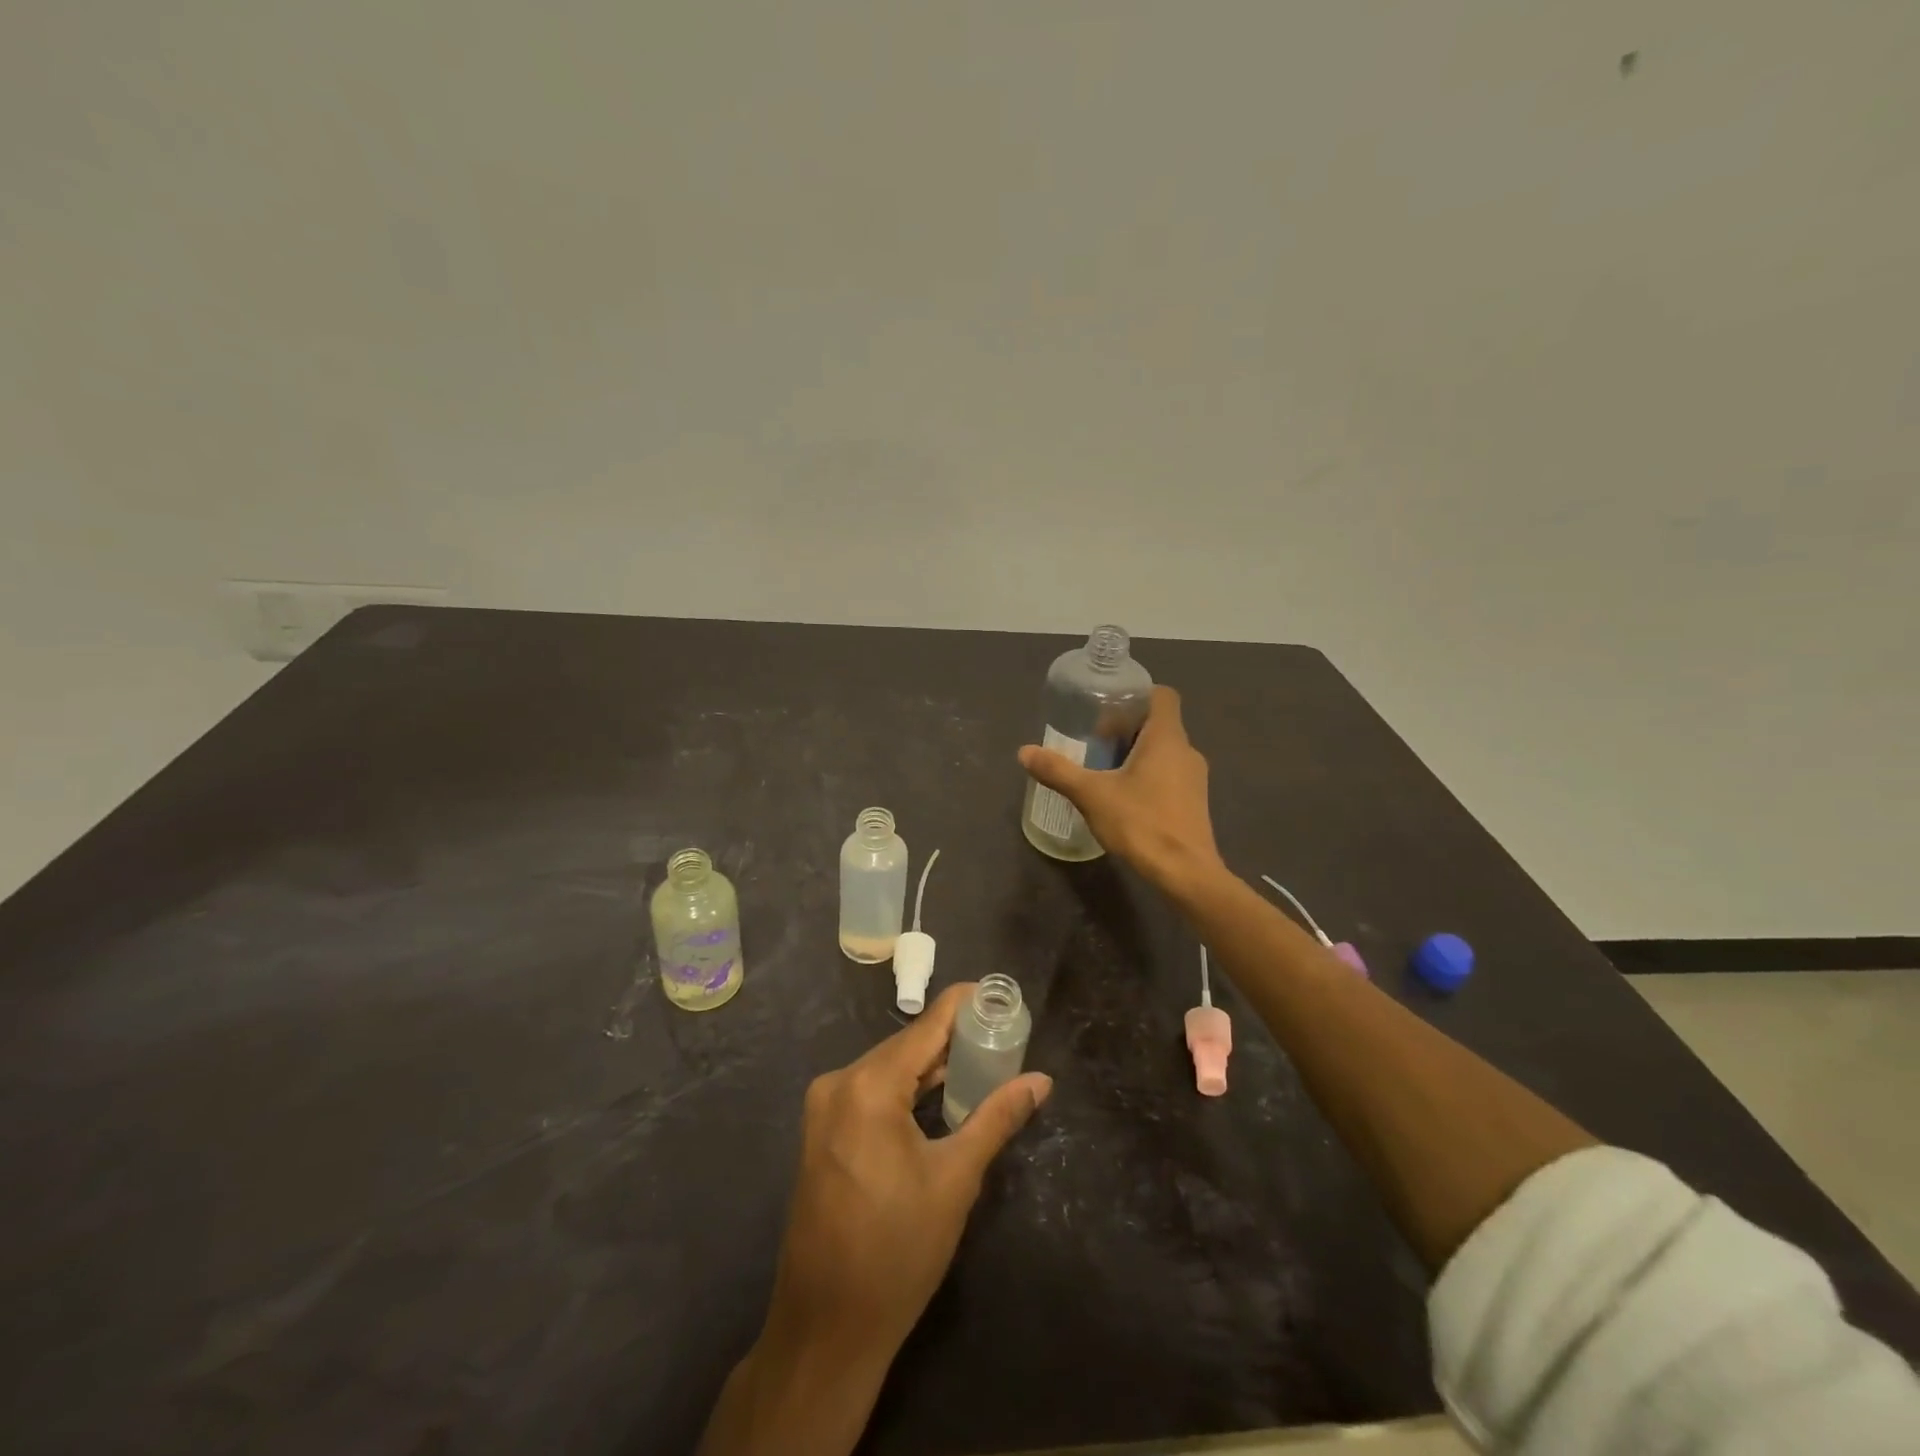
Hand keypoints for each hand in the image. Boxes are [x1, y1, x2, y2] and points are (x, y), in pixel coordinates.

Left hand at [768, 982, 1051, 1356]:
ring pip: (888, 1068)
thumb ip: (997, 1118)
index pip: (926, 1026)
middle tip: (1000, 1034)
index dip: (963, 1005)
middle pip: (906, 1046)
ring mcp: (825, 1107)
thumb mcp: (955, 1180)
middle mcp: (839, 1082)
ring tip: (980, 1059)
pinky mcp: (822, 1131)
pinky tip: (938, 1094)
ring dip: (930, 1066)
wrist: (826, 1329)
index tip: (998, 995)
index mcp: (869, 1086)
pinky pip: (871, 1091)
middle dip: (952, 1039)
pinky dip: (906, 1088)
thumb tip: (1041, 1080)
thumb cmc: (897, 1252)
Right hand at [1019, 685, 1222, 891]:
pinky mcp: (1194, 802)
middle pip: (1159, 724)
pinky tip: (1124, 798)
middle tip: (1095, 742)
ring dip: (1136, 753)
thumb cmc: (1142, 824)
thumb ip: (1058, 771)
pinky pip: (1170, 774)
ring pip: (1164, 751)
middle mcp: (1186, 751)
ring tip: (1105, 770)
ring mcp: (1195, 778)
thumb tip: (1024, 752)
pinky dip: (1148, 775)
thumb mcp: (1092, 796)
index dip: (1136, 695)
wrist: (1185, 874)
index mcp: (1167, 738)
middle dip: (1127, 728)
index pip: (1162, 695)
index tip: (1107, 709)